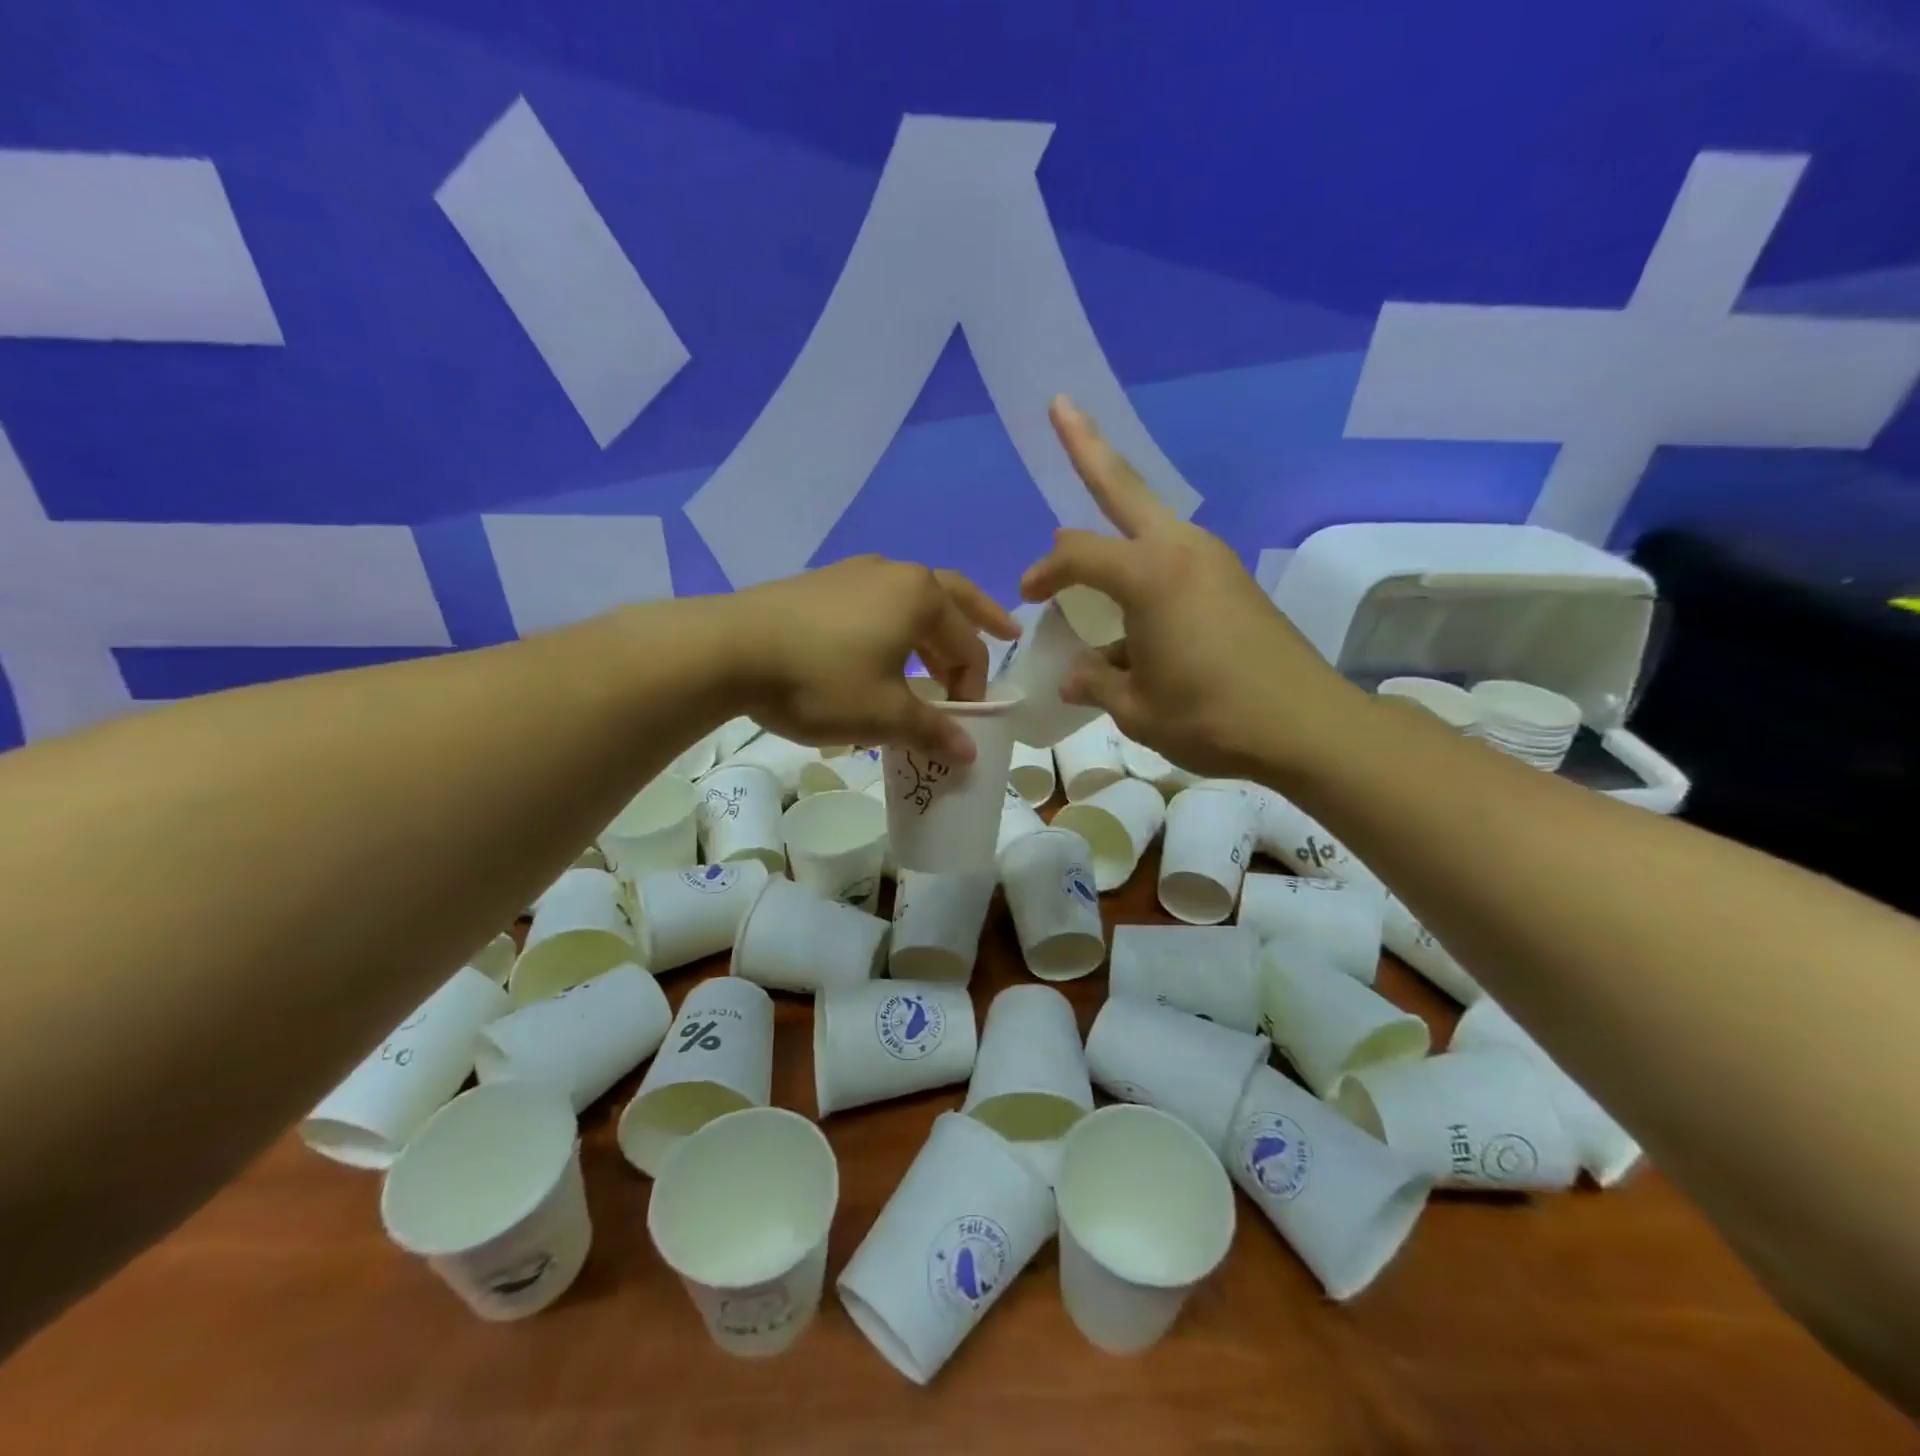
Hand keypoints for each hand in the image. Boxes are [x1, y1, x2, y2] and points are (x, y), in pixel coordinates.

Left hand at [722, 557, 1018, 761]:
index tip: (961, 724)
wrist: (729, 649)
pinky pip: (876, 603)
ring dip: (932, 628)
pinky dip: (894, 626)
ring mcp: (854, 573)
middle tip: (1006, 632)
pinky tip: (879, 651)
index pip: (968, 646)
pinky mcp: (821, 584)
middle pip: (952, 599)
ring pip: (910, 600)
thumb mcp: (883, 714)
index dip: (973, 688)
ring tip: (936, 657)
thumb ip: (932, 731)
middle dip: (980, 620)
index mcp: (922, 598)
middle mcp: (895, 573)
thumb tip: (969, 754)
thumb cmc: (821, 681)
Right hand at [1020, 397, 1358, 777]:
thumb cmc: (1211, 717)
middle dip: (1086, 446)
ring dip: (1117, 512)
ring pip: (1151, 520)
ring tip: (1090, 505)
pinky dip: (1144, 564)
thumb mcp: (1137, 708)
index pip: (1076, 554)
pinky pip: (1174, 557)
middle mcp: (1182, 551)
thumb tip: (1076, 675)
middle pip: (1124, 486)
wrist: (1307, 727)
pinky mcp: (1233, 581)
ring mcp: (1214, 561)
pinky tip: (1133, 604)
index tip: (1027, 597)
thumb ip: (1096, 683)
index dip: (1043, 572)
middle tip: (1061, 405)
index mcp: (1149, 576)